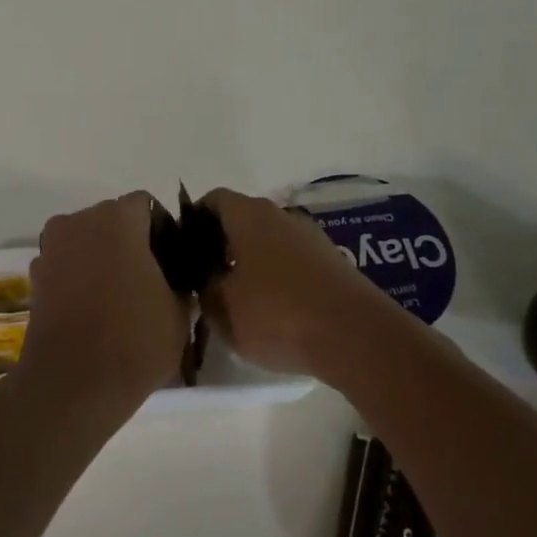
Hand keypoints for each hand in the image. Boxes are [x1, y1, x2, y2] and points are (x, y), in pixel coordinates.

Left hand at [19, 193, 190, 411]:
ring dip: (103, 257)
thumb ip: (179, 278)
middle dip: (131, 241)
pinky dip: (81, 276)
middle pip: (112, 219)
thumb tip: (171, 274)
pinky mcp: (35, 278)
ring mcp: (51, 249)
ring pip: (87, 241)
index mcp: (117, 219)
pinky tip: (94, 309)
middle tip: (149, 279)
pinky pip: (67, 264)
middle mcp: (78, 222)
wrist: (74, 385)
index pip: (147, 206)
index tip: (172, 263)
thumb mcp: (179, 309)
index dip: (163, 231)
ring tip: (120, 297)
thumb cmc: (135, 341)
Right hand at [197, 188, 399, 381]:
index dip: (192, 221)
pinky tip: (272, 311)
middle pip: (242, 221)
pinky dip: (277, 278)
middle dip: (220, 245)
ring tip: (237, 299)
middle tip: (204, 279)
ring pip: (268, 243)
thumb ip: (203, 285)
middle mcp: (282, 215)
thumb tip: (205, 275)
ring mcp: (312, 238)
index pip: (212, 200)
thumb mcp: (220, 307)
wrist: (355, 337)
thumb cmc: (276, 314)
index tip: (182, 251)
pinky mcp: (333, 264)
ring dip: (250, 264)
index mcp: (250, 215)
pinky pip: (292, 263)